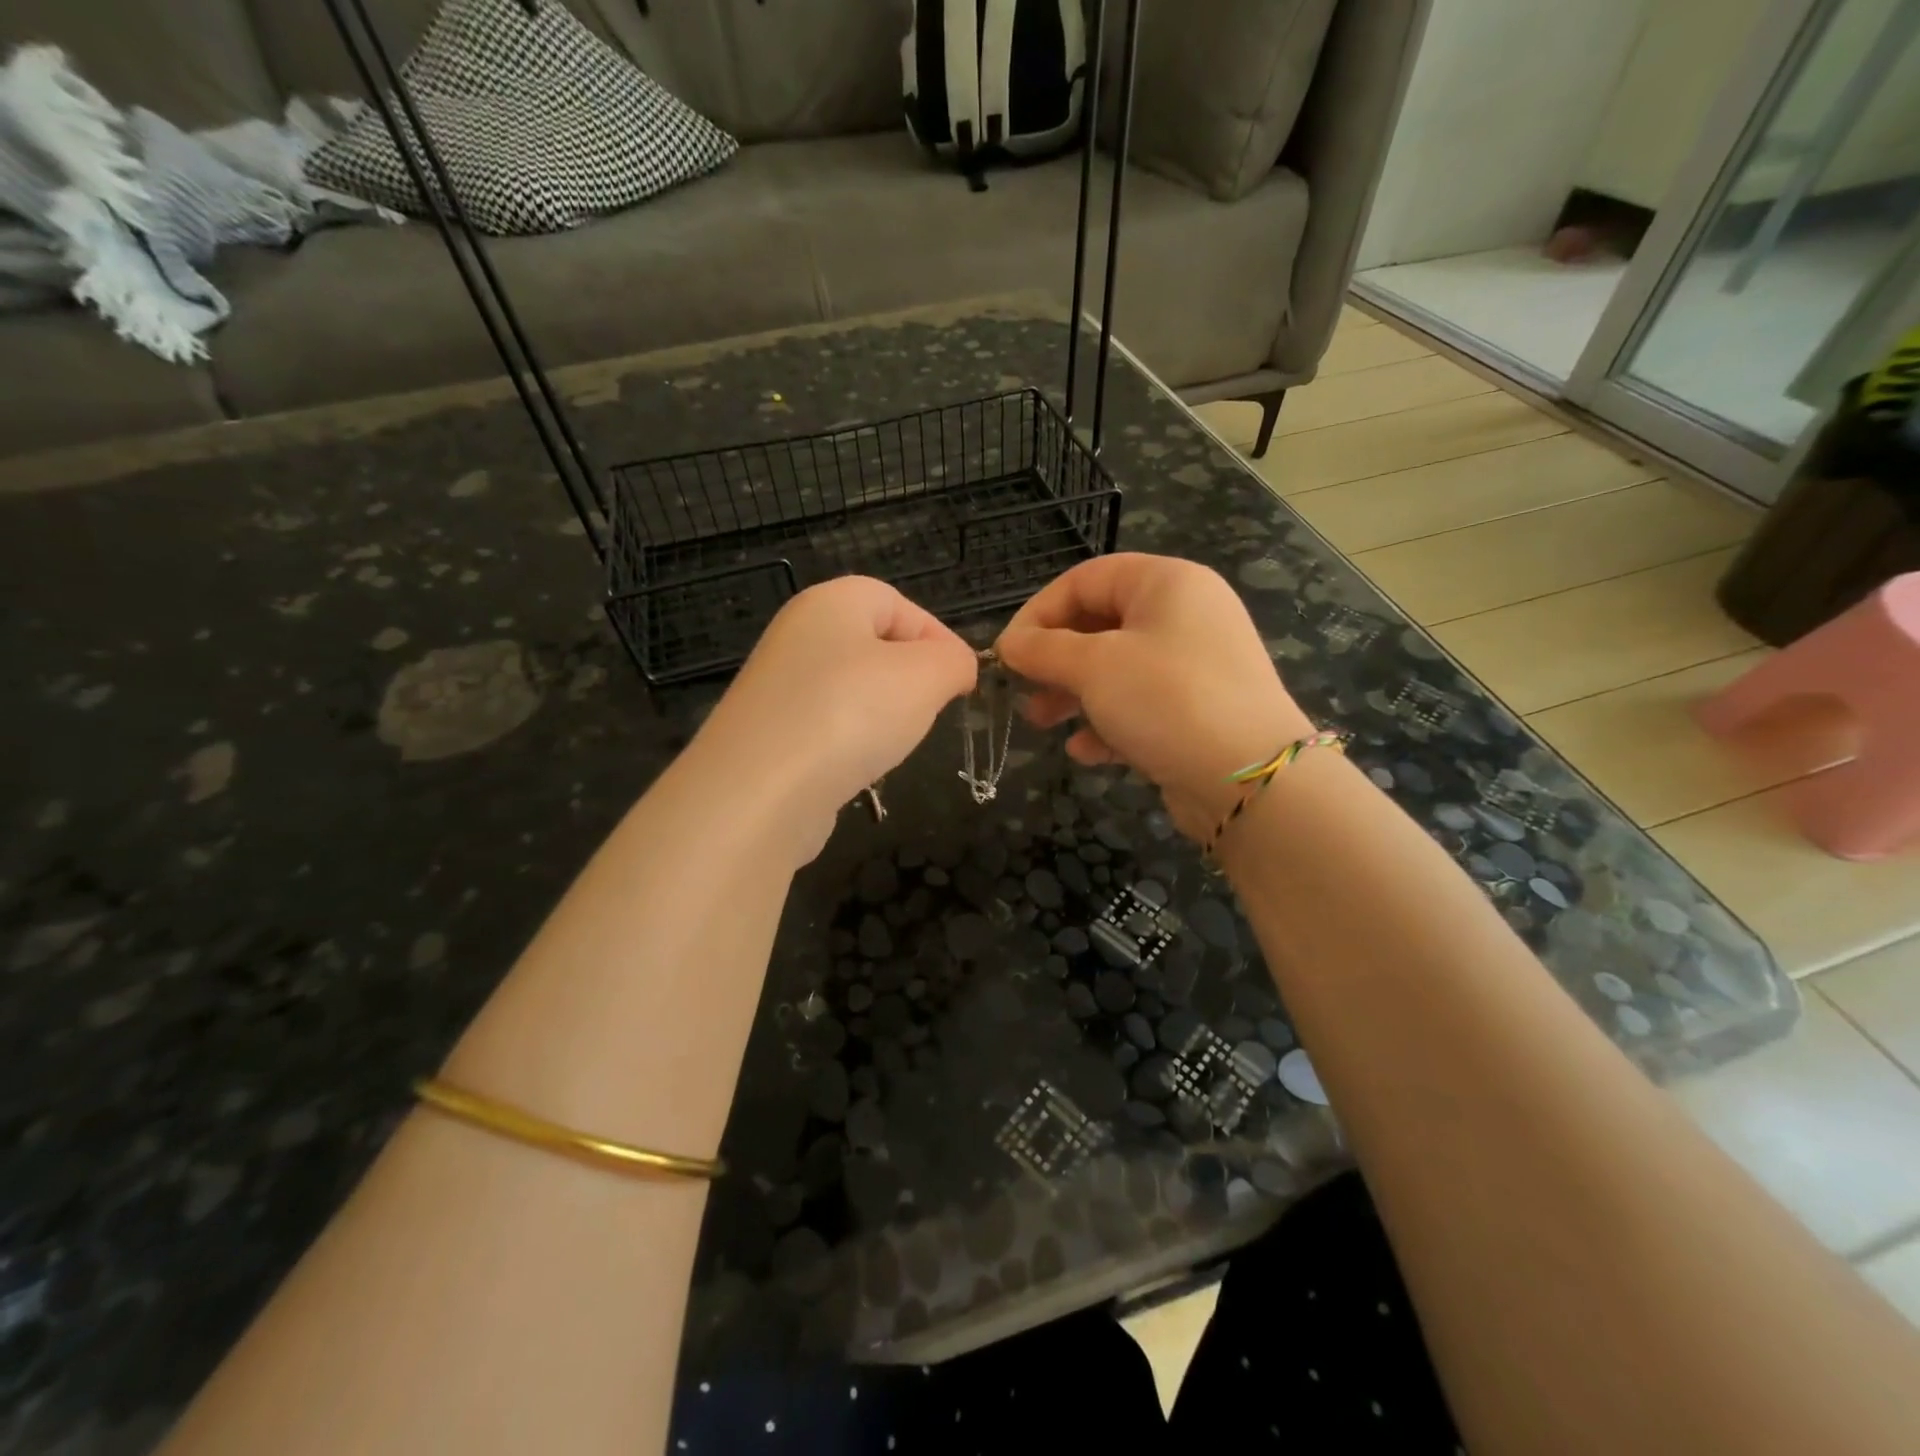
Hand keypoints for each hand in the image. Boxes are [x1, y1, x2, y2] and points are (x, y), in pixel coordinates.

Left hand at [692, 576, 977, 862]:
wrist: (760, 792)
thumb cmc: (850, 714)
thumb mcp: (925, 676)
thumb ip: (953, 661)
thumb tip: (957, 666)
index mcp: (831, 603)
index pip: (897, 603)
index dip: (937, 637)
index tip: (960, 682)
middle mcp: (797, 635)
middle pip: (873, 645)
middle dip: (910, 678)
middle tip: (929, 711)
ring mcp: (778, 687)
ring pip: (851, 690)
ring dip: (881, 714)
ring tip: (891, 743)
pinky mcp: (769, 734)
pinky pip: (827, 727)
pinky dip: (849, 743)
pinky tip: (857, 768)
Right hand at [996, 554, 1312, 840]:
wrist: (1251, 779)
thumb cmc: (1166, 699)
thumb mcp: (1094, 667)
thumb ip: (1043, 650)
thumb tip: (1008, 645)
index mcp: (1166, 583)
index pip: (1086, 579)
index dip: (1038, 612)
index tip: (1007, 653)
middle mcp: (1185, 615)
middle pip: (1100, 625)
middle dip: (1054, 659)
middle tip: (1022, 690)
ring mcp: (1194, 665)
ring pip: (1117, 669)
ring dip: (1073, 694)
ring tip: (1042, 723)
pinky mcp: (1197, 710)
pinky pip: (1140, 705)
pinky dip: (1108, 723)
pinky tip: (1085, 751)